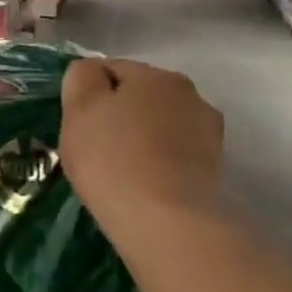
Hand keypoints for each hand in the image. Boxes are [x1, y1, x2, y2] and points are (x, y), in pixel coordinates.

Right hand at [60, 58, 223, 226]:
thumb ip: (81, 77)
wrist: (166, 222)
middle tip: (93, 144)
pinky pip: (174, 151)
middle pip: (139, 95)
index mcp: (154, 74)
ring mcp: (208, 131)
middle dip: (117, 112)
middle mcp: (189, 93)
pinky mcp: (215, 166)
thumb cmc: (112, 158)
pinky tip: (143, 181)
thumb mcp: (78, 109)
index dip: (87, 93)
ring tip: (120, 167)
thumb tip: (92, 73)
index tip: (75, 122)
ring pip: (159, 123)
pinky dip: (158, 159)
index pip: (109, 68)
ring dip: (141, 135)